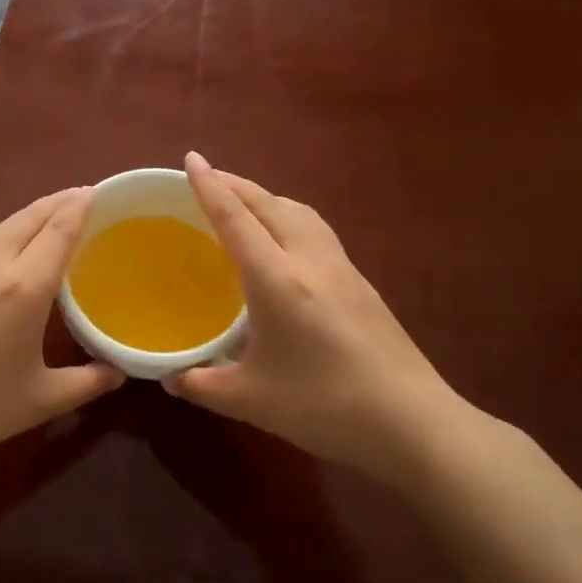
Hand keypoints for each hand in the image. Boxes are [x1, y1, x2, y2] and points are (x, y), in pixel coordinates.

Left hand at [0, 187, 124, 477]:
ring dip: (26, 214)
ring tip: (44, 215)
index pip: (61, 229)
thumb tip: (120, 371)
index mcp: (26, 287)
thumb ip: (87, 382)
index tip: (98, 192)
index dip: (81, 206)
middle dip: (60, 203)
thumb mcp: (39, 401)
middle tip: (81, 198)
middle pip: (33, 216)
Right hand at [163, 152, 473, 479]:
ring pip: (300, 212)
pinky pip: (318, 231)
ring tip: (245, 204)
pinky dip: (291, 218)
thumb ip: (200, 385)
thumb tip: (168, 377)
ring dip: (268, 198)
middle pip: (270, 204)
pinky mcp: (362, 284)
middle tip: (209, 179)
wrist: (412, 424)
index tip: (191, 158)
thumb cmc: (323, 407)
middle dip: (237, 185)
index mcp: (277, 280)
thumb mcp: (249, 400)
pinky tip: (286, 243)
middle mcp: (310, 261)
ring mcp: (342, 269)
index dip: (210, 186)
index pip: (236, 219)